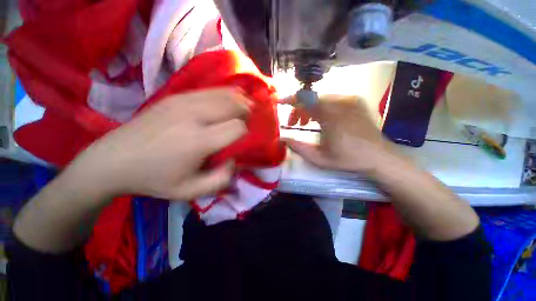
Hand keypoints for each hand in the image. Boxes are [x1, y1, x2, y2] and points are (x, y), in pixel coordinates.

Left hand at [65, 88, 249, 200]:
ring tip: (247, 107)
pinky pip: (209, 90)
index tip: (246, 139)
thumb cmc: (154, 179)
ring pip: (223, 94)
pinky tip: (230, 98)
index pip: (237, 128)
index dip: (247, 132)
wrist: (113, 159)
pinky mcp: (175, 96)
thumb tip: (235, 161)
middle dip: (247, 112)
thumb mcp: (189, 191)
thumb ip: (220, 180)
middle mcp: (193, 116)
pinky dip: (225, 93)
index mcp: (198, 141)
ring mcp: (183, 102)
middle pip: (233, 106)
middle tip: (252, 120)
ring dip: (239, 100)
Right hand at [284, 95, 396, 173]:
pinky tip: (320, 119)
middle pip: (311, 98)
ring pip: (320, 98)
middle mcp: (340, 102)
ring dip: (309, 109)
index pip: (305, 99)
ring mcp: (349, 99)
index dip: (290, 99)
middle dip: (298, 109)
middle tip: (294, 124)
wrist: (379, 156)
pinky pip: (331, 99)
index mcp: (330, 115)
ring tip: (306, 123)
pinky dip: (320, 107)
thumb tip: (282, 139)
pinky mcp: (355, 101)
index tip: (279, 102)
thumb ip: (298, 148)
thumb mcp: (319, 158)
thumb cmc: (348, 159)